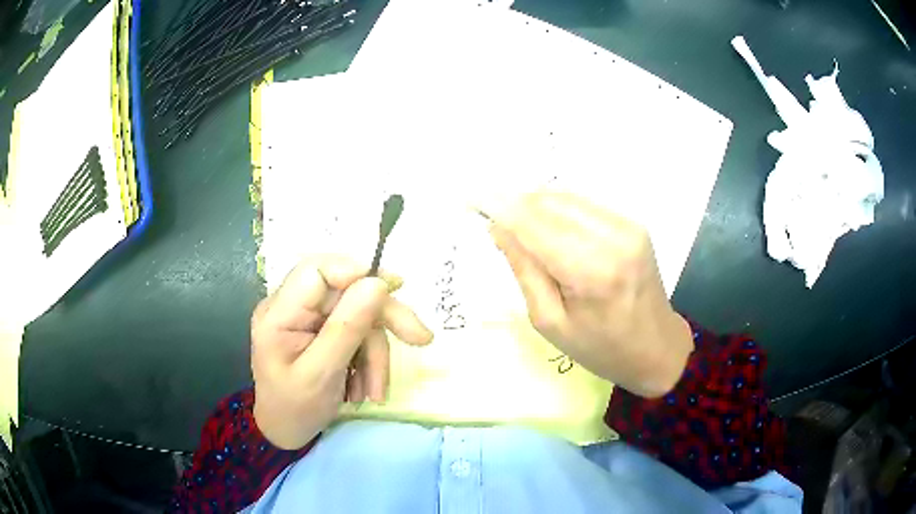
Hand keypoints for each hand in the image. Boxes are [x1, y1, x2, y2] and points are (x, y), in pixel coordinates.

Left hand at [251, 256, 432, 449]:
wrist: (286, 432)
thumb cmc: (295, 409)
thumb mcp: (322, 374)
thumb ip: (347, 327)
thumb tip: (378, 283)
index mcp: (279, 313)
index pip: (318, 270)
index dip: (357, 272)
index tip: (394, 288)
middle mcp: (293, 306)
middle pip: (346, 290)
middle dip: (383, 317)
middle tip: (420, 338)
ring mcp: (308, 318)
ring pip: (358, 315)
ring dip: (375, 353)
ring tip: (374, 391)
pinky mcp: (322, 330)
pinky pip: (357, 332)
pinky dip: (369, 359)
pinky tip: (365, 387)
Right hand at [486, 192, 692, 397]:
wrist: (656, 347)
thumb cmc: (600, 348)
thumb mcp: (550, 322)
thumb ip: (524, 269)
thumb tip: (499, 227)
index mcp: (592, 271)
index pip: (534, 223)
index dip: (499, 206)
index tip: (469, 197)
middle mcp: (613, 237)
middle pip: (550, 202)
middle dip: (515, 204)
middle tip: (492, 220)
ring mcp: (628, 226)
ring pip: (567, 197)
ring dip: (536, 205)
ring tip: (518, 228)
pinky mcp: (633, 223)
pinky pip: (585, 205)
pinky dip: (558, 210)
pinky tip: (548, 229)